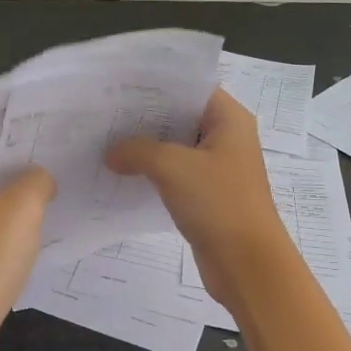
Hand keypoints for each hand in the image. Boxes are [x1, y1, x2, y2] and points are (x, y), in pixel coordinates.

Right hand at [106, 89, 291, 314]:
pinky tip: (121, 173)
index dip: (157, 86)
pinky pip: (176, 174)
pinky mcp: (208, 195)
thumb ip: (137, 150)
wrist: (246, 264)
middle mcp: (227, 138)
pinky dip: (153, 172)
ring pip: (176, 147)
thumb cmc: (218, 203)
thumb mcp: (172, 167)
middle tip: (104, 113)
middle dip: (145, 117)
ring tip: (105, 140)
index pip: (190, 88)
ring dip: (146, 147)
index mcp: (229, 119)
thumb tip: (111, 153)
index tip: (120, 87)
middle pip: (181, 117)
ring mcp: (218, 168)